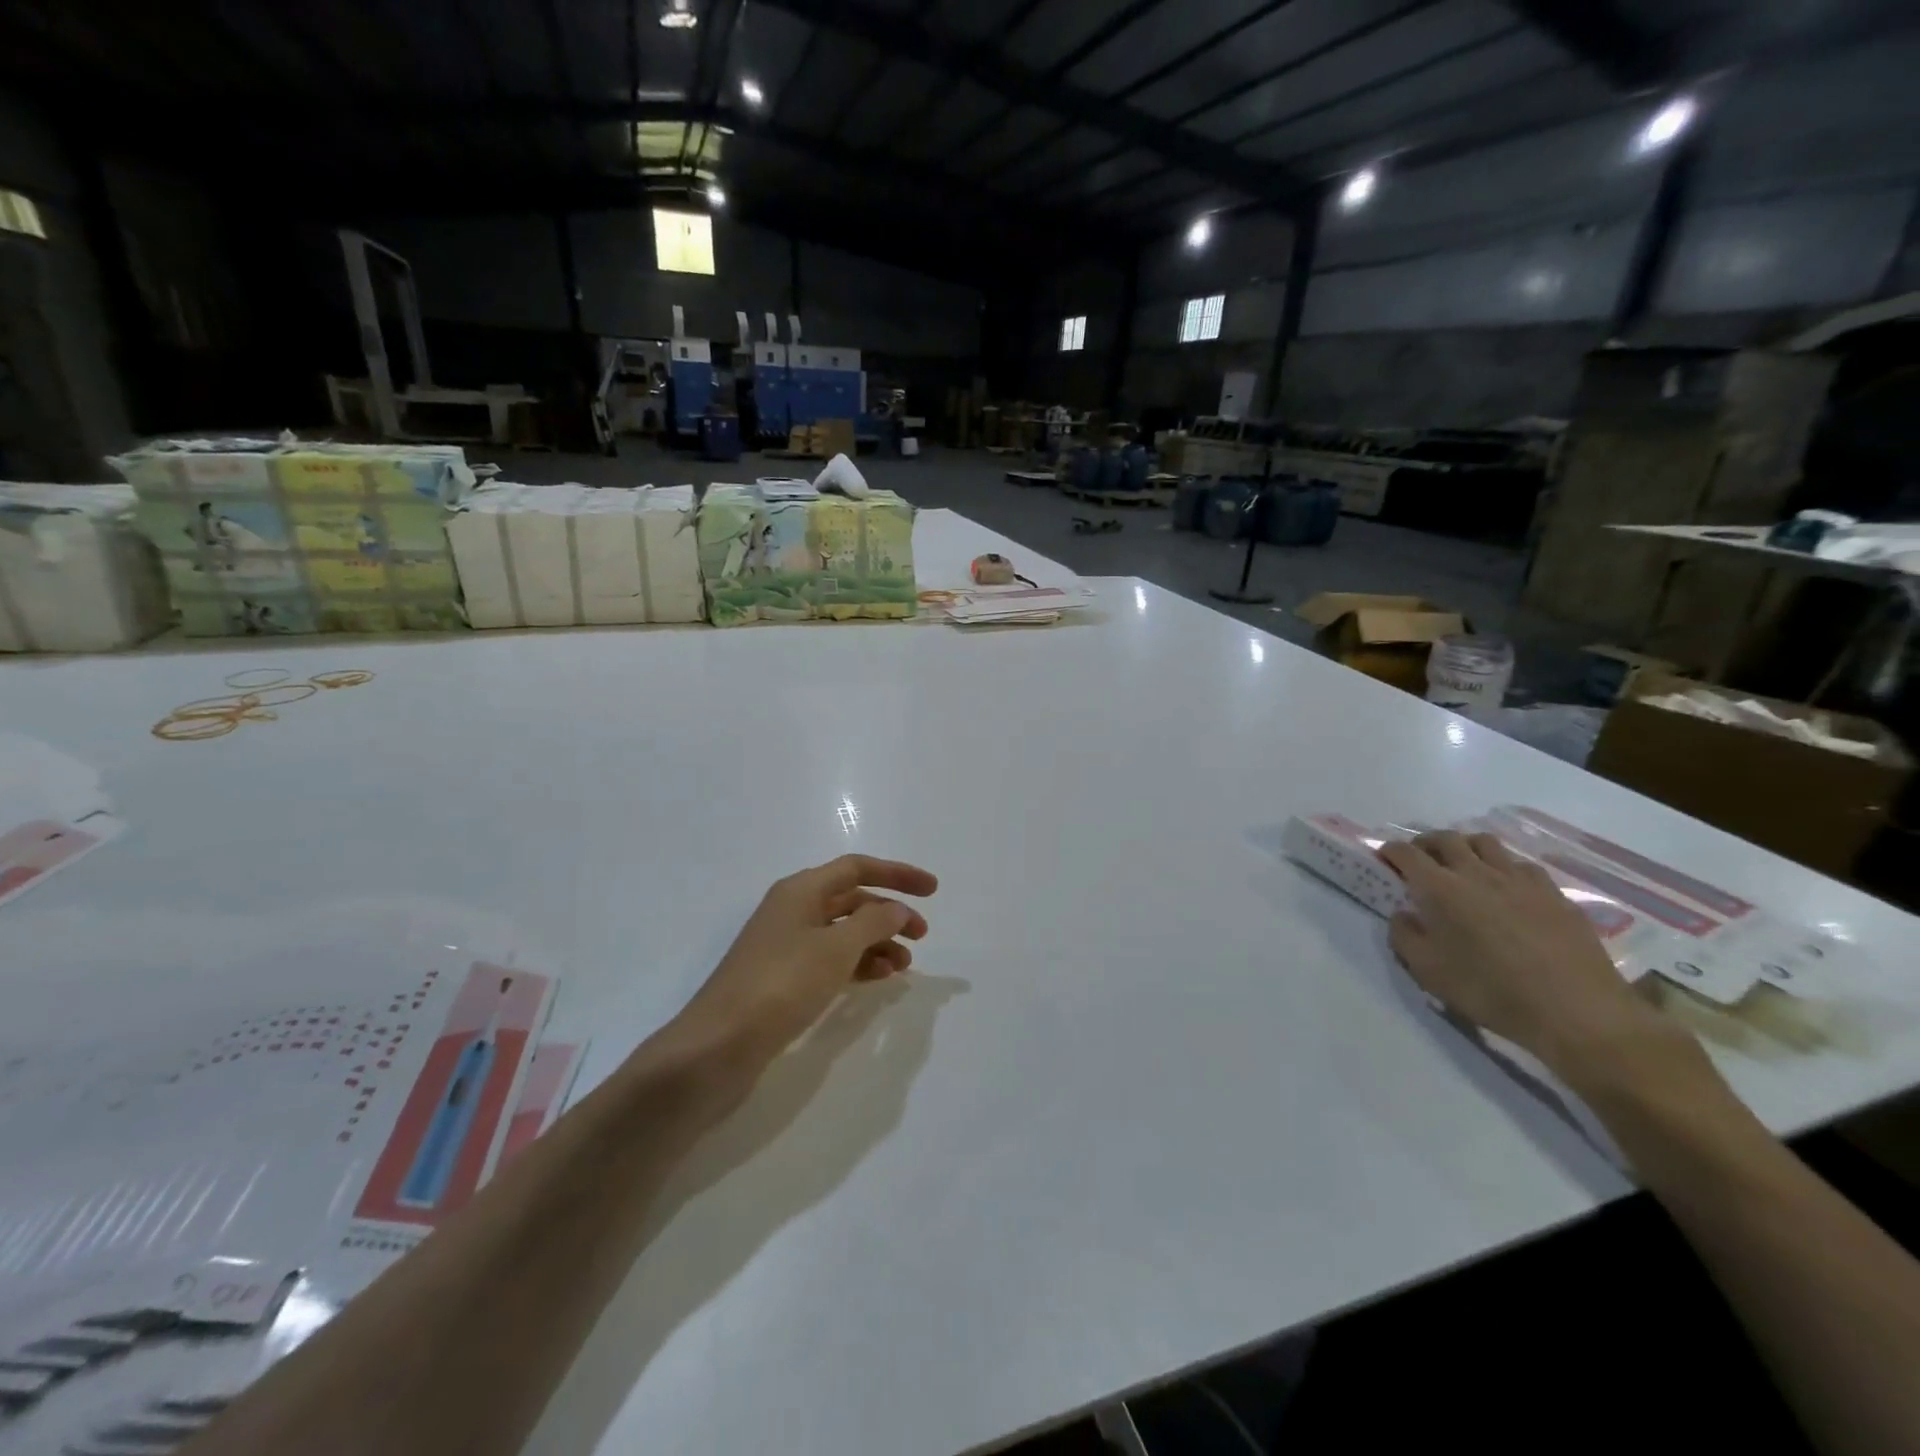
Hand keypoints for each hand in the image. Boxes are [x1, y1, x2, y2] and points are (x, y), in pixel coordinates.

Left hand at [669, 854, 937, 1069]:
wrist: (717, 1046)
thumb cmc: (780, 985)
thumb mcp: (835, 948)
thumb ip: (873, 922)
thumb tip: (898, 909)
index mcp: (800, 890)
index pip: (857, 868)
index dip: (898, 874)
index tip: (933, 891)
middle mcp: (792, 910)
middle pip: (851, 899)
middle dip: (889, 913)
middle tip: (922, 936)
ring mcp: (785, 946)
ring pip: (843, 932)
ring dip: (876, 942)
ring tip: (903, 966)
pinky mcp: (782, 979)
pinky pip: (831, 960)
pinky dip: (857, 964)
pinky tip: (877, 979)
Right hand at [1378, 831, 1685, 1079]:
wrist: (1576, 1012)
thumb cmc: (1491, 992)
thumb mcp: (1428, 972)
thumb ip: (1404, 936)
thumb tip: (1403, 914)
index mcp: (1440, 889)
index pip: (1406, 852)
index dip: (1390, 851)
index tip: (1384, 861)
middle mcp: (1477, 873)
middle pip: (1445, 838)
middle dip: (1425, 843)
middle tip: (1419, 861)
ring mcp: (1520, 880)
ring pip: (1485, 843)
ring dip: (1465, 848)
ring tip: (1462, 867)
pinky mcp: (1553, 893)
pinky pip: (1521, 864)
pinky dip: (1504, 867)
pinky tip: (1506, 888)